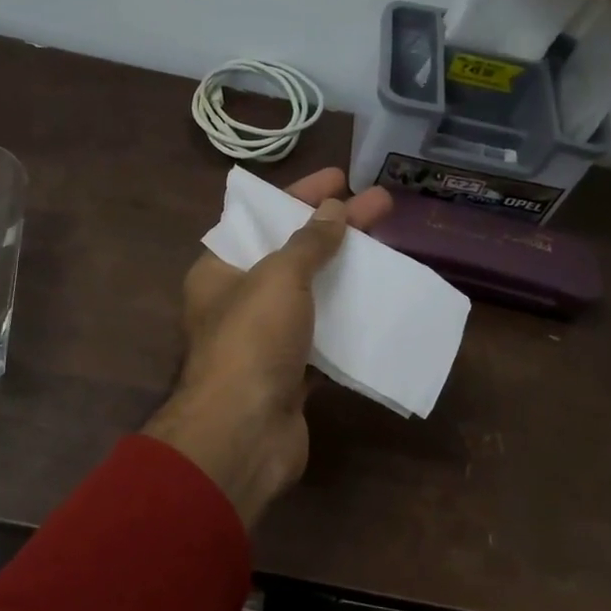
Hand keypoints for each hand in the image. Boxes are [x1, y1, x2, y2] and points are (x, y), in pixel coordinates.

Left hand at [143, 168, 392, 527]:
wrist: (244, 433)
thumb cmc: (252, 340)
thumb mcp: (278, 277)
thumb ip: (308, 243)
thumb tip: (332, 211)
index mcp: (219, 270)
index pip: (260, 218)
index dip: (299, 194)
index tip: (340, 178)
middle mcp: (238, 301)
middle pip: (292, 254)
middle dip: (336, 229)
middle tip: (382, 205)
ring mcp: (265, 340)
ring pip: (311, 296)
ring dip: (347, 274)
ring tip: (391, 251)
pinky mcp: (290, 373)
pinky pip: (324, 337)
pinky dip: (349, 321)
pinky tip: (382, 304)